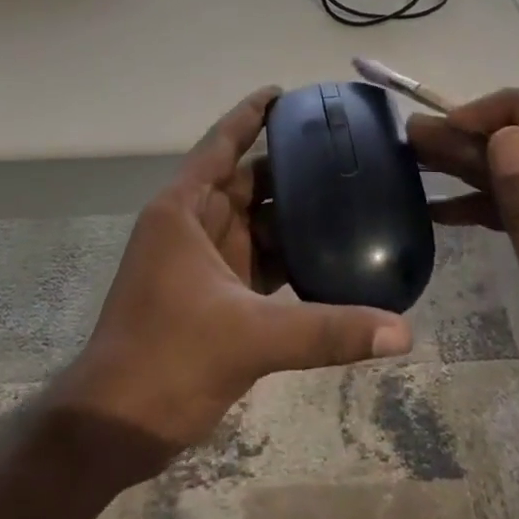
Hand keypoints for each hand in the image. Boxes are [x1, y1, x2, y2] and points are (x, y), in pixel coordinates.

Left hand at [52, 87, 412, 482]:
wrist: (115, 425)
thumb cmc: (167, 358)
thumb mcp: (249, 336)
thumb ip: (327, 329)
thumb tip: (403, 332)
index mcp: (183, 211)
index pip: (222, 145)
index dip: (251, 115)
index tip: (286, 93)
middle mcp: (191, 226)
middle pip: (245, 181)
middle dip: (287, 165)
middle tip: (343, 150)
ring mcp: (201, 263)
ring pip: (254, 223)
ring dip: (292, 212)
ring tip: (348, 195)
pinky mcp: (213, 297)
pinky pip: (258, 262)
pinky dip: (288, 256)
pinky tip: (328, 255)